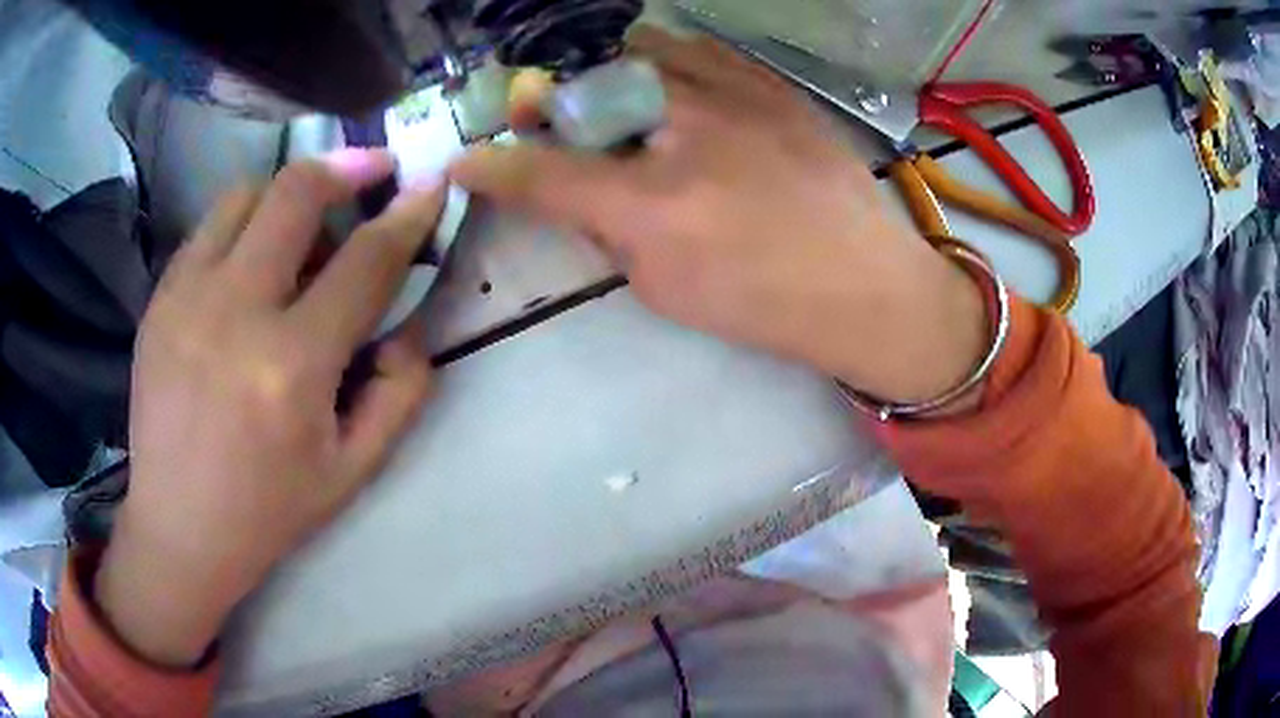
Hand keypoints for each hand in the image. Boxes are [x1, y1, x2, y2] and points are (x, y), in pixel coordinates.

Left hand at [96, 150, 441, 666]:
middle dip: (347, 166)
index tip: (431, 182)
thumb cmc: (270, 510)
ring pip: (246, 194)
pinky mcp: (159, 299)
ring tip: (305, 220)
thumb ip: (401, 392)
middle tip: (372, 169)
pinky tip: (252, 256)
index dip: (407, 214)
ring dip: (288, 191)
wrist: (179, 527)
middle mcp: (235, 312)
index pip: (366, 261)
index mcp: (291, 366)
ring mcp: (186, 298)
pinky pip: (208, 228)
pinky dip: (242, 223)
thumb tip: (411, 320)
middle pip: (297, 192)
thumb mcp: (354, 469)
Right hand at [452, 28, 986, 403]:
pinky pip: (703, 49)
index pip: (542, 174)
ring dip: (613, 68)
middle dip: (552, 100)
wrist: (866, 285)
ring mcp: (736, 97)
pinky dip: (672, 58)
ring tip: (620, 94)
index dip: (492, 166)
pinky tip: (674, 81)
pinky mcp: (773, 87)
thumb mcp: (666, 290)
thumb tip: (581, 192)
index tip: (464, 158)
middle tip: (549, 114)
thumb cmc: (765, 304)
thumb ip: (609, 235)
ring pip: (645, 48)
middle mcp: (686, 133)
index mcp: (652, 205)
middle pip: (587, 87)